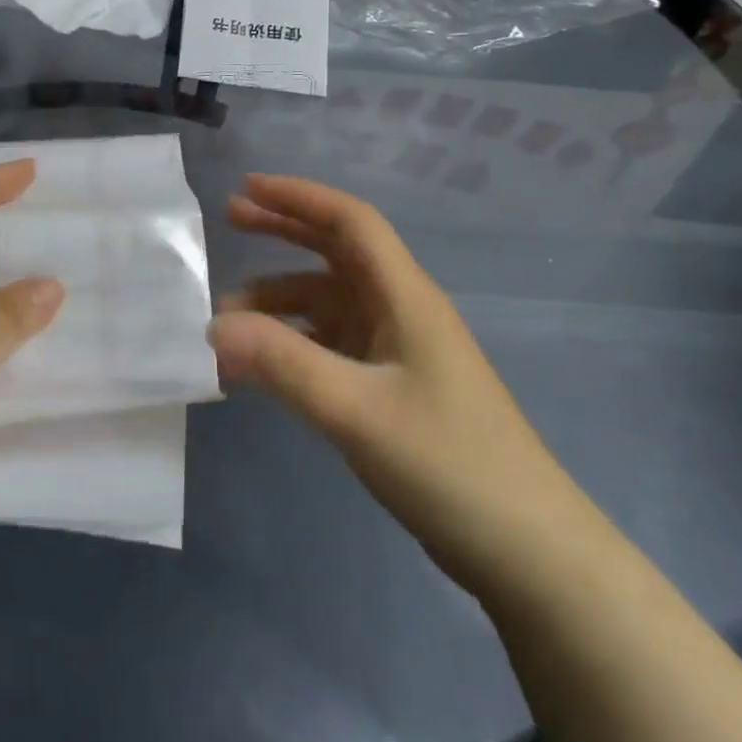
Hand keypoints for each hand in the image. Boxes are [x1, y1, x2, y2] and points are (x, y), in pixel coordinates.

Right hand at [211, 174, 592, 599]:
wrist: (528, 553)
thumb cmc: (448, 464)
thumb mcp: (356, 410)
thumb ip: (283, 363)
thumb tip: (213, 326)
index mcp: (406, 296)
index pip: (350, 221)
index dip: (298, 197)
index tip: (246, 188)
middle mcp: (402, 310)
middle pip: (337, 251)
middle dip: (284, 230)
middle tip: (229, 222)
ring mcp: (400, 350)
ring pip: (329, 303)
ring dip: (280, 301)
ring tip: (227, 322)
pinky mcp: (395, 387)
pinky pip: (333, 345)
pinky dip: (295, 342)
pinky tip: (263, 365)